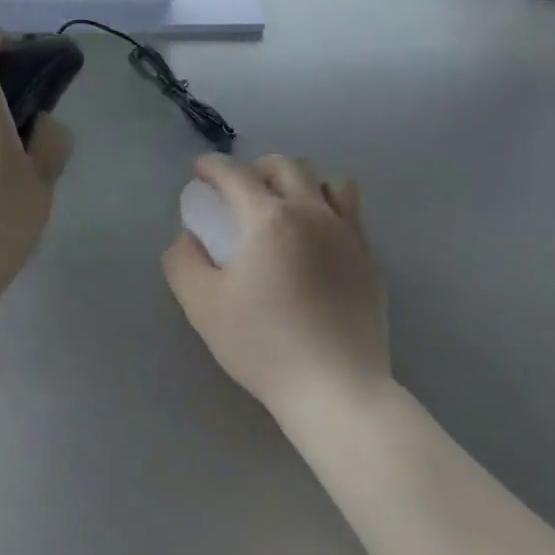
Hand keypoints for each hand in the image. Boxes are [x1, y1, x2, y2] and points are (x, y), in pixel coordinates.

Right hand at [162, 155, 389, 416]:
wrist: (335, 387)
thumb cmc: (263, 345)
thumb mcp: (202, 306)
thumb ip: (184, 262)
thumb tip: (187, 236)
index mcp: (269, 219)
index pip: (236, 175)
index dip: (213, 166)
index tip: (200, 170)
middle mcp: (313, 213)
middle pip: (287, 166)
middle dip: (257, 168)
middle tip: (239, 190)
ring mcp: (348, 234)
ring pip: (329, 182)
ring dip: (301, 183)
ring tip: (286, 207)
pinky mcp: (370, 259)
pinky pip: (351, 213)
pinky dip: (329, 209)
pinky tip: (316, 240)